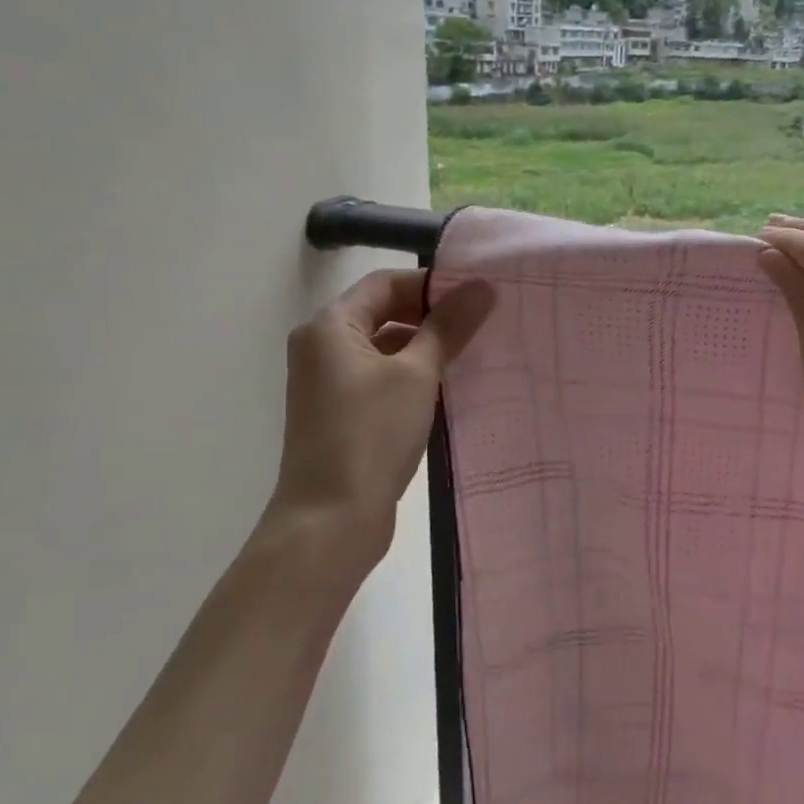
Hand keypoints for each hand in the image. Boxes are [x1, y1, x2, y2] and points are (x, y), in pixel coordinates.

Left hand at [266, 269, 494, 569]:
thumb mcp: (417, 374)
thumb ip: (448, 327)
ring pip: (384, 347)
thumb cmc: (371, 434)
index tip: (477, 297)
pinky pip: (380, 377)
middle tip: (482, 324)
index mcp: (330, 327)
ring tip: (473, 354)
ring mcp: (328, 383)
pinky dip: (412, 375)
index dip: (432, 284)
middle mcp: (321, 347)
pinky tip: (447, 388)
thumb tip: (482, 287)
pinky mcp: (340, 413)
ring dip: (425, 347)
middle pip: (382, 312)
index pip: (385, 283)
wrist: (331, 519)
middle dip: (432, 315)